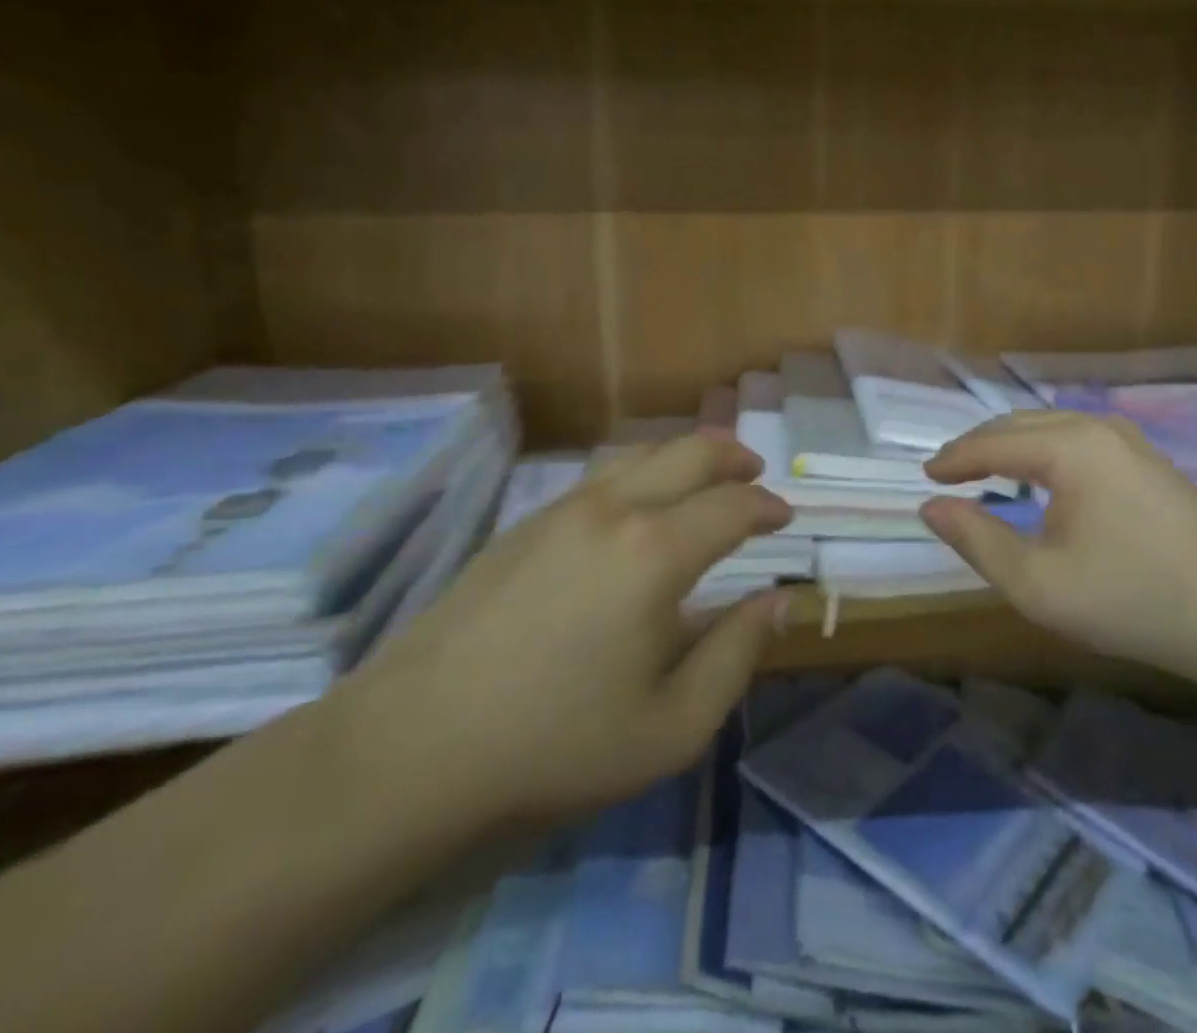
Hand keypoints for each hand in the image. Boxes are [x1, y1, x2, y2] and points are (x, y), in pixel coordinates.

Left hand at [341, 434, 793, 834]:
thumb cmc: (555, 743)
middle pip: (691, 451)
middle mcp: (615, 509)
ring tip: (704, 480)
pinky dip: (641, 470)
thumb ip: (736, 655)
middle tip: (755, 476)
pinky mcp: (525, 523)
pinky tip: (637, 506)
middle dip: (734, 457)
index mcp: (656, 552)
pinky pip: (602, 473)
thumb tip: (776, 600)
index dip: (767, 506)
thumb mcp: (672, 727)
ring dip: (686, 456)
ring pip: (642, 451)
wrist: (412, 747)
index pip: (733, 504)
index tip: (784, 519)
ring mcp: (563, 508)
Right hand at [920, 412, 1196, 674]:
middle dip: (979, 445)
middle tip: (948, 473)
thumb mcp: (1038, 583)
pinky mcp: (1148, 458)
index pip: (993, 442)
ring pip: (1051, 427)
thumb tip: (931, 507)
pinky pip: (1078, 438)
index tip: (925, 476)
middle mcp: (1097, 427)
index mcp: (1069, 447)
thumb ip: (976, 540)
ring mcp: (1129, 439)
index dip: (954, 458)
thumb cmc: (1130, 598)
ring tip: (985, 472)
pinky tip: (1040, 478)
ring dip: (1012, 445)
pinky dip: (1044, 451)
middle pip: (1020, 424)